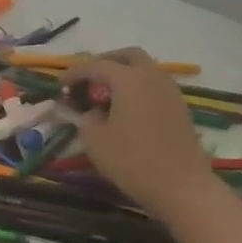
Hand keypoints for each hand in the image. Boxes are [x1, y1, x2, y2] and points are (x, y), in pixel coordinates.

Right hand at [70, 48, 211, 210]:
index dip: (75, 72)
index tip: (60, 84)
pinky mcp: (179, 108)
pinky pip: (153, 86)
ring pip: (144, 70)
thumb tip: (89, 112)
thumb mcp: (95, 140)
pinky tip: (124, 109)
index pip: (96, 65)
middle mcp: (152, 77)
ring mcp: (170, 91)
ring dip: (123, 75)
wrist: (182, 186)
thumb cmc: (132, 160)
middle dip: (104, 62)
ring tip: (103, 95)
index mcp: (129, 79)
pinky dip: (136, 89)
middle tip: (87, 78)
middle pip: (127, 56)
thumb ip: (85, 119)